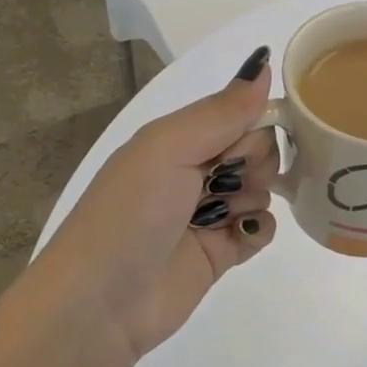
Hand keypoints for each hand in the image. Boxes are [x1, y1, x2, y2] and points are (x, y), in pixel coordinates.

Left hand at [28, 46, 281, 358]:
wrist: (101, 304)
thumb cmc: (131, 213)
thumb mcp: (169, 148)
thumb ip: (222, 111)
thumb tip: (263, 62)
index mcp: (179, 139)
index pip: (241, 115)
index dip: (255, 126)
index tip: (245, 146)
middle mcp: (196, 171)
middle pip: (259, 151)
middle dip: (255, 164)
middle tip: (225, 184)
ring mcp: (210, 213)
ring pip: (265, 189)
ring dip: (253, 199)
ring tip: (223, 217)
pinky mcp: (222, 252)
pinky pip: (263, 228)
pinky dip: (258, 231)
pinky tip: (237, 239)